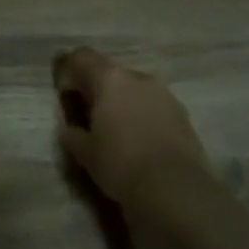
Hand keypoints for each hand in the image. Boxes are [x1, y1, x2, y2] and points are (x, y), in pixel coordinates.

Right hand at [54, 48, 209, 216]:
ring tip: (117, 131)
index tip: (65, 96)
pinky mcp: (183, 115)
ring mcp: (165, 95)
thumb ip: (72, 133)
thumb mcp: (84, 152)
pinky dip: (142, 116)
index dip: (68, 71)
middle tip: (89, 116)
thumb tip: (72, 128)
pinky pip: (153, 106)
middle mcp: (138, 77)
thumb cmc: (122, 164)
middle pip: (110, 72)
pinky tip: (140, 142)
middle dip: (97, 89)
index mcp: (110, 79)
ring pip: (134, 89)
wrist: (177, 191)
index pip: (81, 57)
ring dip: (122, 102)